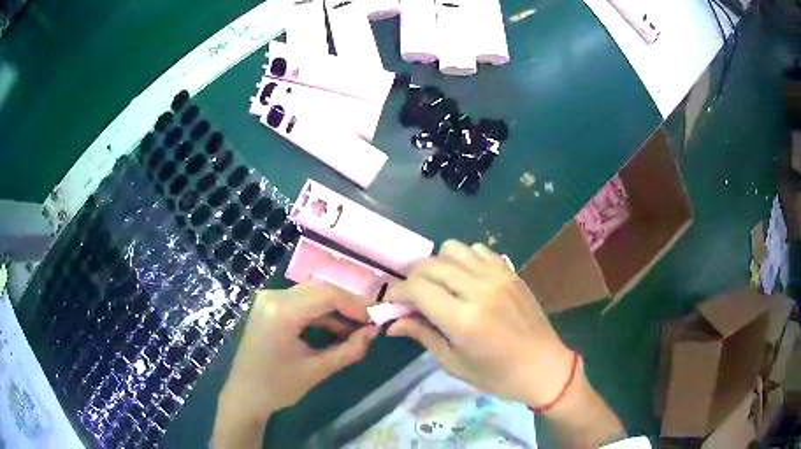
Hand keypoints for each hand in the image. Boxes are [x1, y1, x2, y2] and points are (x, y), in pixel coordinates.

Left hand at [220, 282, 379, 421]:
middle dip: (348, 304)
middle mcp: (273, 297)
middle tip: (370, 321)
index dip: (356, 304)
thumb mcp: (317, 370)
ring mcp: (268, 300)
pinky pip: (301, 303)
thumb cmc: (278, 387)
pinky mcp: (269, 307)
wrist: (244, 395)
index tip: (377, 318)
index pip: (327, 295)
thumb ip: (349, 350)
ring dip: (335, 309)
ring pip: (312, 294)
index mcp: (281, 311)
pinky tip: (337, 329)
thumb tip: (374, 332)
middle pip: (320, 290)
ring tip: (358, 328)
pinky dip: (320, 314)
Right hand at [385, 240, 573, 407]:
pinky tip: (465, 278)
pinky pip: (478, 250)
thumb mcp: (454, 363)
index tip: (391, 302)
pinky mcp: (510, 271)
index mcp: (463, 319)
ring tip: (438, 285)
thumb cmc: (497, 375)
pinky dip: (463, 259)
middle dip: (412, 277)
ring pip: (453, 249)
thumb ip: (423, 335)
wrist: (544, 367)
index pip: (417, 289)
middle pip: (431, 264)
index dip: (397, 292)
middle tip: (410, 296)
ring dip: (437, 263)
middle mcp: (479, 289)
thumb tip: (392, 323)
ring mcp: (497, 276)